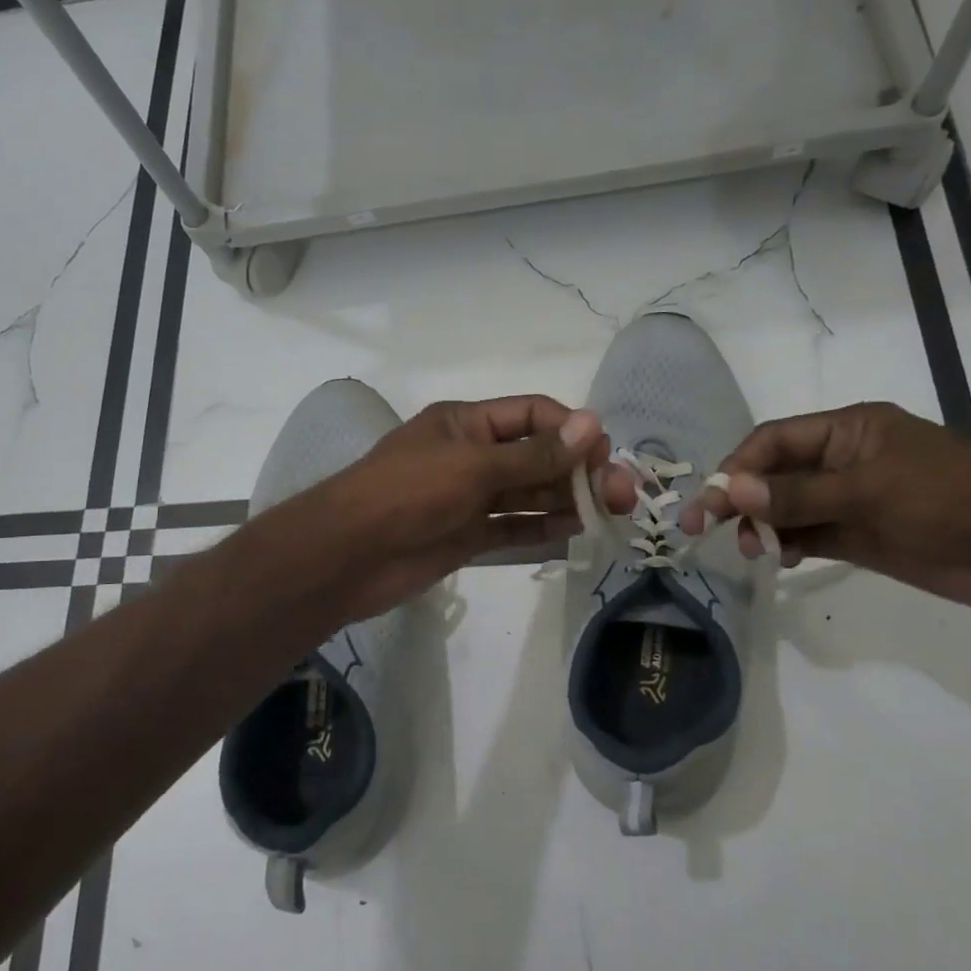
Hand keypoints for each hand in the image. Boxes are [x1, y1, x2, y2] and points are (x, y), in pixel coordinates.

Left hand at [303, 396, 608, 623]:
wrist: (348, 556)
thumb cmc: (407, 493)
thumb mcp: (473, 466)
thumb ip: (534, 455)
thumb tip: (592, 424)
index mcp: (466, 423)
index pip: (532, 414)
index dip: (571, 430)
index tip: (605, 453)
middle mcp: (471, 455)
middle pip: (536, 457)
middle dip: (577, 470)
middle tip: (623, 494)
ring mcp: (469, 498)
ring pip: (528, 494)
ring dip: (567, 500)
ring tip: (611, 514)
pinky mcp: (466, 535)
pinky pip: (513, 528)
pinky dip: (543, 529)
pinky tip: (577, 532)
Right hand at [676, 402, 970, 620]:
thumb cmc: (951, 502)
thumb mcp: (869, 491)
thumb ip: (797, 495)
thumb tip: (733, 492)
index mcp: (849, 429)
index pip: (775, 441)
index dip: (738, 467)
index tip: (711, 502)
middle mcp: (844, 460)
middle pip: (775, 473)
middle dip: (742, 498)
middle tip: (705, 528)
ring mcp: (853, 500)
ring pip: (788, 507)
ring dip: (763, 525)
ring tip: (752, 550)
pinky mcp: (863, 536)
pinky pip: (810, 535)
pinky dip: (789, 544)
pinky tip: (779, 558)